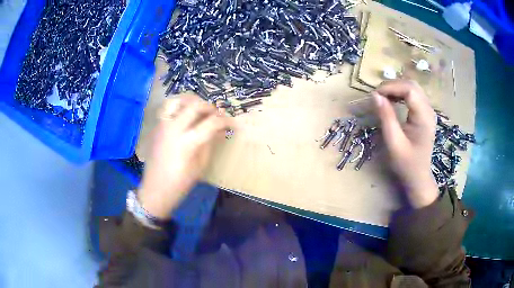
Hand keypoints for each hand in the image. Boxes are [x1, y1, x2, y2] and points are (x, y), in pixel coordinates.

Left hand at [138, 95, 231, 218]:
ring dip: (194, 102)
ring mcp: (163, 125)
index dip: (225, 121)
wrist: (155, 189)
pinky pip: (170, 108)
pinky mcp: (157, 127)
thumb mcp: (200, 165)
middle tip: (217, 115)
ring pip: (179, 101)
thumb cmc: (180, 183)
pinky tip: (187, 116)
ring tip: (201, 111)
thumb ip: (210, 143)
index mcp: (187, 142)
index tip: (232, 123)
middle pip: (195, 105)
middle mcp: (173, 129)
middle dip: (210, 107)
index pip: (211, 123)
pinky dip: (181, 106)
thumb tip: (221, 130)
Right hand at [372, 80, 438, 207]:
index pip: (409, 89)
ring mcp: (428, 111)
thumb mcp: (394, 143)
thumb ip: (386, 118)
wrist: (419, 177)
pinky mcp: (425, 113)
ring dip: (396, 88)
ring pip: (413, 87)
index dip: (391, 87)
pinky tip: (393, 100)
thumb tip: (375, 96)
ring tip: (383, 97)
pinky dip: (401, 93)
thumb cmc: (407, 164)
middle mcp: (429, 110)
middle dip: (393, 85)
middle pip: (412, 85)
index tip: (375, 95)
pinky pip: (414, 94)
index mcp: (424, 118)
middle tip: (378, 95)